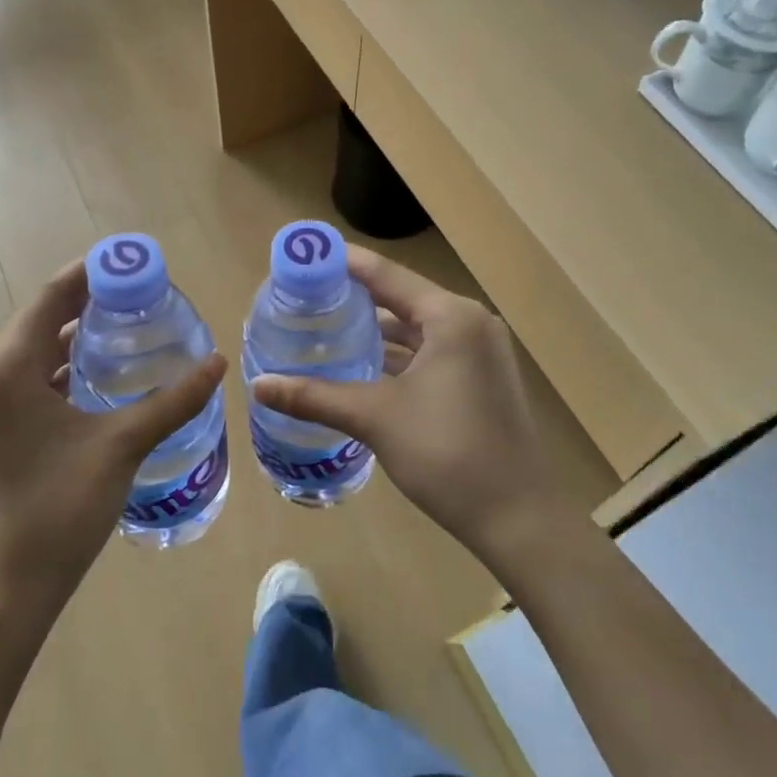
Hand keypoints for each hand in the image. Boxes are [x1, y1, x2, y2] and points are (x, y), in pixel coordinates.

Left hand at [0, 260, 226, 605]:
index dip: (93, 273)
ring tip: (131, 326)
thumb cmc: (56, 510)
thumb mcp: (121, 446)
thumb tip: (218, 363)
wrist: (1, 592)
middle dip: (90, 303)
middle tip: (145, 294)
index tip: (136, 262)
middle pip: (41, 320)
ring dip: (76, 336)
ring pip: (34, 351)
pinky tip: (102, 376)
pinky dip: (63, 367)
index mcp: (5, 368)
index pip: (51, 297)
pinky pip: (28, 379)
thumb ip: (172, 401)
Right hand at [251, 249, 577, 565]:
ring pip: (416, 330)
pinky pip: (430, 353)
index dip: (343, 263)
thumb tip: (258, 386)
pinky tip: (361, 367)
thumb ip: (316, 396)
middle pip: (401, 299)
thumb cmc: (448, 454)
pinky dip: (397, 357)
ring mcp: (480, 353)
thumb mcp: (376, 418)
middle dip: (354, 299)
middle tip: (304, 299)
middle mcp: (470, 323)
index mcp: (451, 316)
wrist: (519, 519)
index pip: (386, 274)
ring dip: (375, 332)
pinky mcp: (480, 380)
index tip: (303, 256)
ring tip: (324, 331)